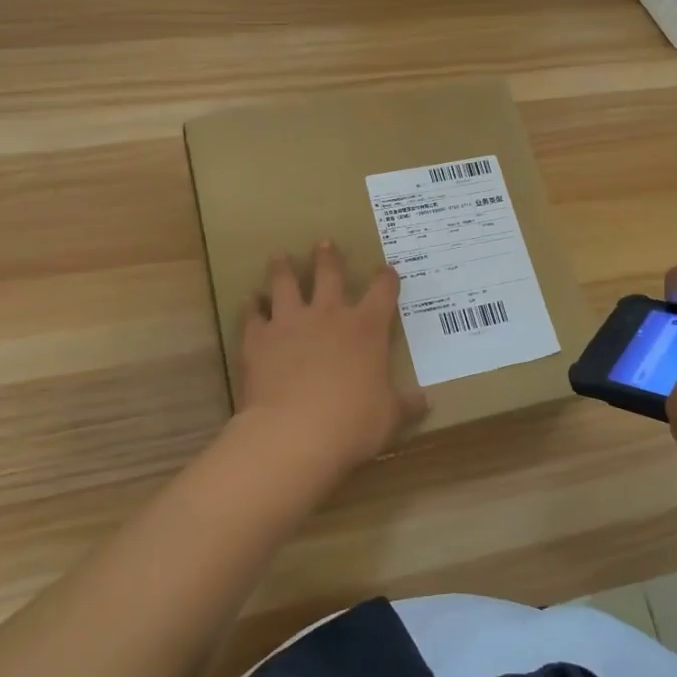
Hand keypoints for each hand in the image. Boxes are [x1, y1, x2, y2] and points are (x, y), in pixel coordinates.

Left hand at [234, 242, 428, 475]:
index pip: (382, 292)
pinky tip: (250, 303)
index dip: (387, 278)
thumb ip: (405, 405)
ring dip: (283, 269)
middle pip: (329, 274)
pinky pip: (253, 316)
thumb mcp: (388, 417)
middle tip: (324, 243)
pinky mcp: (258, 339)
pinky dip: (252, 308)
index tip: (388, 269)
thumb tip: (426, 402)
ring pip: (285, 284)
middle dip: (328, 258)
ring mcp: (290, 323)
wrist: (294, 433)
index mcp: (366, 328)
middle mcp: (328, 315)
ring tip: (279, 257)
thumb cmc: (352, 423)